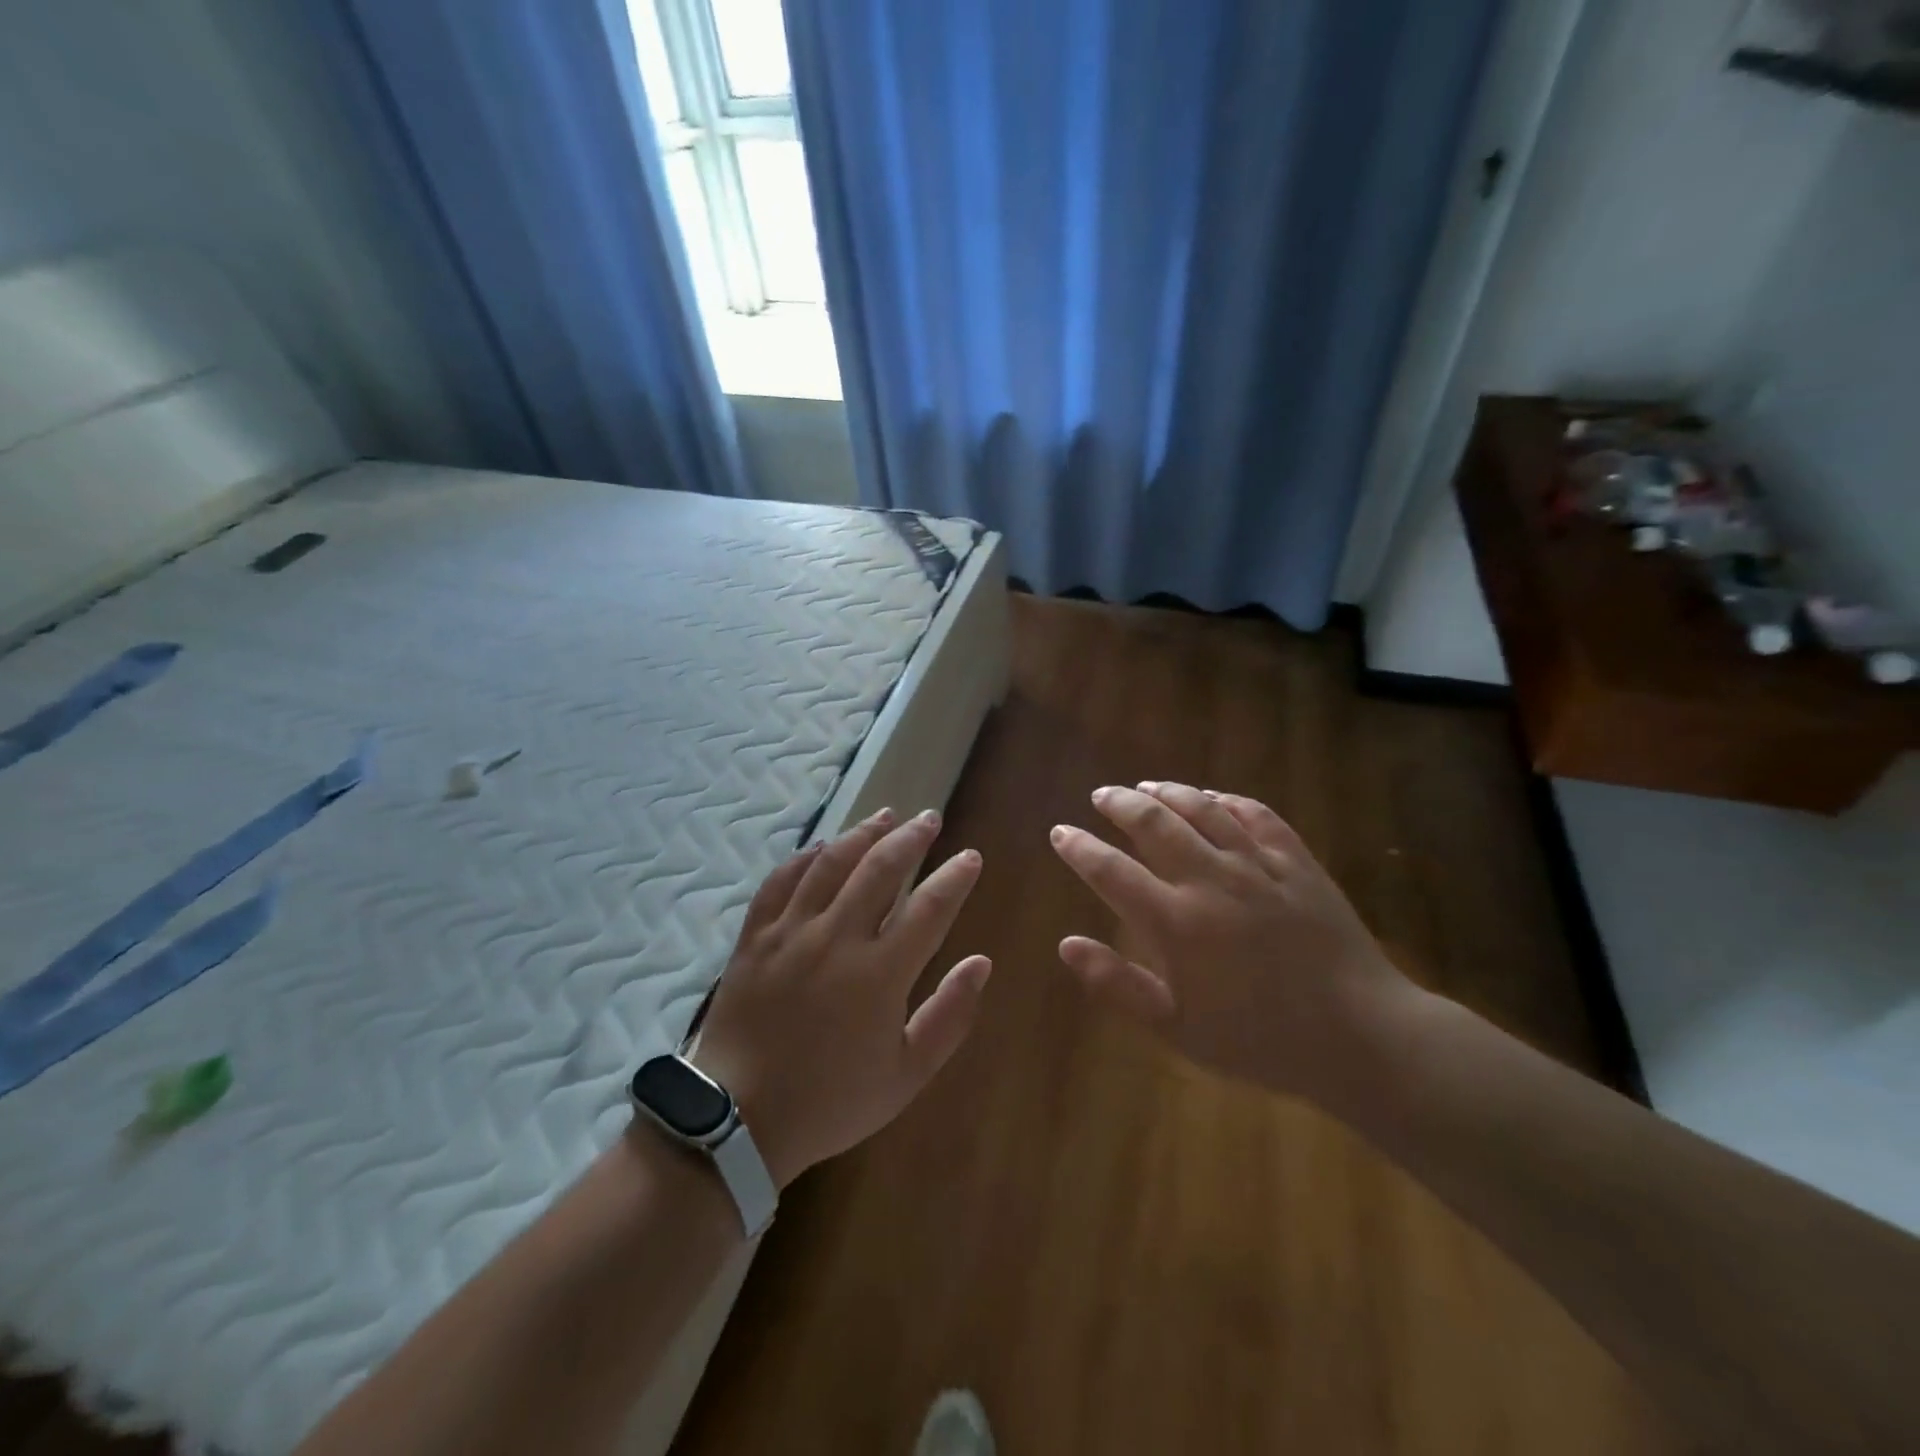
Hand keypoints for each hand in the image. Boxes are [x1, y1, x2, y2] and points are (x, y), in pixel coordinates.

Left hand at [691, 808, 990, 1188]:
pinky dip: (804, 858)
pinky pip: (780, 881)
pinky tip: (821, 846)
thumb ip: (949, 1016)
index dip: (954, 878)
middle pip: (879, 869)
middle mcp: (835, 939)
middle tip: (930, 819)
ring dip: (862, 834)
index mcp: (879, 974)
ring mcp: (789, 932)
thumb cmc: (830, 1101)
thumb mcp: (906, 1075)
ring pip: (831, 864)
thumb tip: (981, 962)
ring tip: (885, 815)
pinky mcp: (754, 937)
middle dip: (910, 838)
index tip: (970, 857)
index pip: (929, 908)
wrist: (738, 1121)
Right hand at [1049, 783, 1412, 1104]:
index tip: (1061, 832)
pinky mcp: (1298, 863)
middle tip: (1102, 795)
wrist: (1360, 1037)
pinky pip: (1258, 815)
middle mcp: (1212, 881)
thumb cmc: (1260, 1041)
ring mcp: (1259, 867)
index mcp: (1177, 923)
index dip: (1080, 849)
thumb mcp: (1177, 1029)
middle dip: (1121, 804)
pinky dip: (1228, 799)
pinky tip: (1214, 796)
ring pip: (1204, 810)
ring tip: (1147, 785)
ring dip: (1170, 791)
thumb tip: (1066, 944)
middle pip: (1155, 824)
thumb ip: (1117, 985)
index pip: (1112, 872)